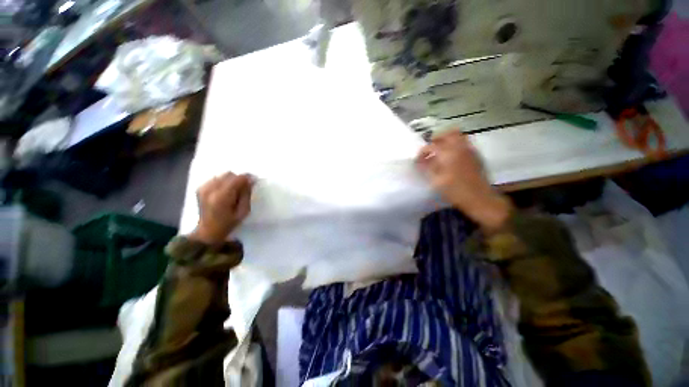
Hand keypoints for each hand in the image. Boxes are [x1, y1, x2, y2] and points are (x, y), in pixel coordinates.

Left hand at [190, 172, 253, 245]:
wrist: (208, 231)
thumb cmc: (229, 223)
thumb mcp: (243, 211)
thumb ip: (246, 194)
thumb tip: (251, 180)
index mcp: (222, 197)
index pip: (237, 179)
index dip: (247, 177)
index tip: (254, 180)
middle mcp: (210, 189)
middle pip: (229, 174)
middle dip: (239, 179)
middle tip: (244, 188)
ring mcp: (203, 188)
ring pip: (222, 175)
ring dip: (231, 180)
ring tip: (234, 191)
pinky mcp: (200, 188)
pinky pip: (215, 178)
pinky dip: (223, 182)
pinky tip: (225, 191)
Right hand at [417, 131, 510, 231]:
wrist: (479, 198)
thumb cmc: (455, 191)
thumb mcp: (436, 181)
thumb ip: (427, 169)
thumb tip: (420, 162)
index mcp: (448, 154)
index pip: (431, 146)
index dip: (422, 152)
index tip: (418, 161)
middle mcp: (460, 148)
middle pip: (448, 133)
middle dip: (437, 139)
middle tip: (430, 149)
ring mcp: (470, 150)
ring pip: (459, 136)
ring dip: (447, 140)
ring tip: (440, 151)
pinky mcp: (476, 156)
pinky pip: (465, 143)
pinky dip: (455, 146)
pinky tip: (451, 158)